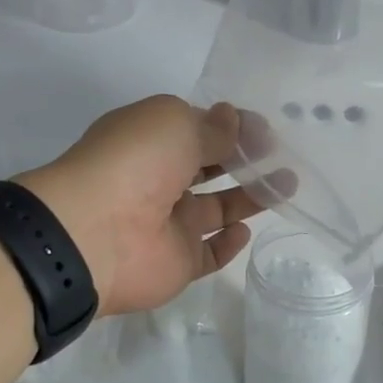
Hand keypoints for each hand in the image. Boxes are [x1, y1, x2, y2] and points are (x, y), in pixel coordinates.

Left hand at [16, 96, 263, 316]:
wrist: (96, 233)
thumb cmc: (135, 163)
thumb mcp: (176, 124)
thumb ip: (212, 127)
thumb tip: (234, 119)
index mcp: (151, 142)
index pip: (198, 130)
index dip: (231, 128)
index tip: (265, 130)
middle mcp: (159, 181)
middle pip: (210, 168)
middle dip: (244, 160)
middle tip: (281, 157)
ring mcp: (169, 225)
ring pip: (217, 209)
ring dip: (250, 197)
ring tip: (286, 184)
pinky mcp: (178, 263)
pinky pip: (209, 253)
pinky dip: (229, 243)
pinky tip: (246, 229)